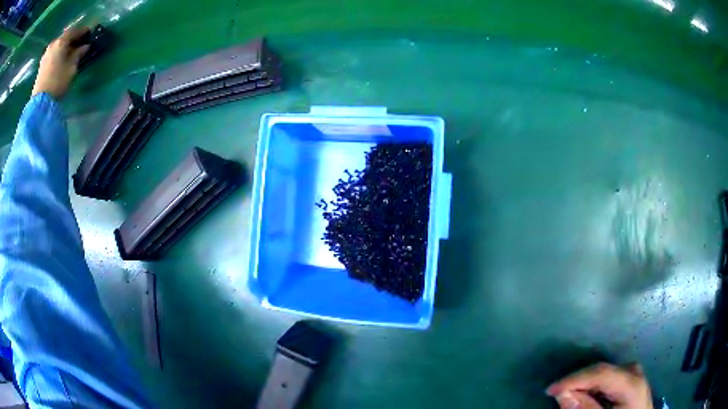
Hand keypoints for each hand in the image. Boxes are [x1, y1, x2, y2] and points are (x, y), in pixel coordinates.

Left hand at [31, 26, 89, 99]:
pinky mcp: (42, 65)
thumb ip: (78, 54)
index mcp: (61, 41)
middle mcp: (53, 44)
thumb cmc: (57, 82)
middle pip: (65, 38)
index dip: (82, 31)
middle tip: (79, 42)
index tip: (89, 33)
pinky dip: (58, 54)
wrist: (40, 103)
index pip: (74, 31)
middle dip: (72, 39)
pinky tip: (61, 59)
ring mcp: (46, 55)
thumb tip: (85, 46)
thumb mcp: (71, 68)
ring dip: (64, 47)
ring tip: (70, 52)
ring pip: (58, 46)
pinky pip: (53, 54)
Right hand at [546, 363, 653, 408]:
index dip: (574, 379)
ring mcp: (634, 372)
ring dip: (585, 386)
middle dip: (578, 383)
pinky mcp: (631, 376)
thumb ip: (586, 408)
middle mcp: (634, 371)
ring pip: (603, 374)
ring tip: (572, 399)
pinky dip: (594, 387)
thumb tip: (563, 394)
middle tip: (559, 398)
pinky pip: (608, 378)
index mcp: (631, 382)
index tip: (550, 390)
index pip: (601, 373)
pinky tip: (588, 398)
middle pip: (601, 371)